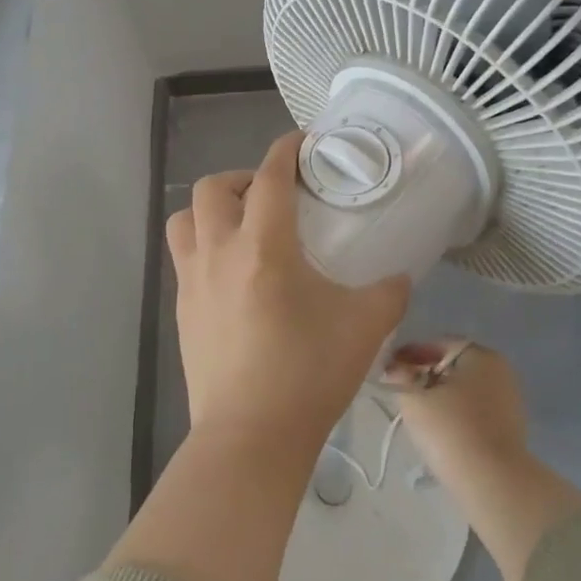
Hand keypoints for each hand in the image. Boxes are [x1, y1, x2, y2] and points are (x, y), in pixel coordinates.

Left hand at [167, 132, 410, 454]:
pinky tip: (234, 275)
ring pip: (185, 219)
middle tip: (274, 198)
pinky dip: (204, 246)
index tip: (302, 144)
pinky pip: (184, 257)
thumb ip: (389, 291)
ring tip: (243, 228)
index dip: (286, 150)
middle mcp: (218, 252)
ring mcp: (192, 281)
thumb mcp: (365, 327)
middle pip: (213, 188)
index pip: (271, 177)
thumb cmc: (309, 374)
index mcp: (263, 246)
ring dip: (212, 209)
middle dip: (243, 178)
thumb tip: (399, 276)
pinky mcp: (181, 310)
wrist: (251, 436)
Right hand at [385, 338, 580, 580]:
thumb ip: (399, 376)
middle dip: (426, 375)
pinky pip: (475, 411)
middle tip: (401, 390)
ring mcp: (509, 400)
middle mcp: (500, 370)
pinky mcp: (510, 427)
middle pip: (453, 366)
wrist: (492, 481)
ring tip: (417, 412)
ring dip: (440, 396)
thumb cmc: (450, 429)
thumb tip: (393, 367)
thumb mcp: (413, 398)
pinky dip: (456, 414)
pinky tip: (439, 430)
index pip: (439, 344)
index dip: (411, 354)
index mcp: (480, 355)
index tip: (390, 369)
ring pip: (464, 390)